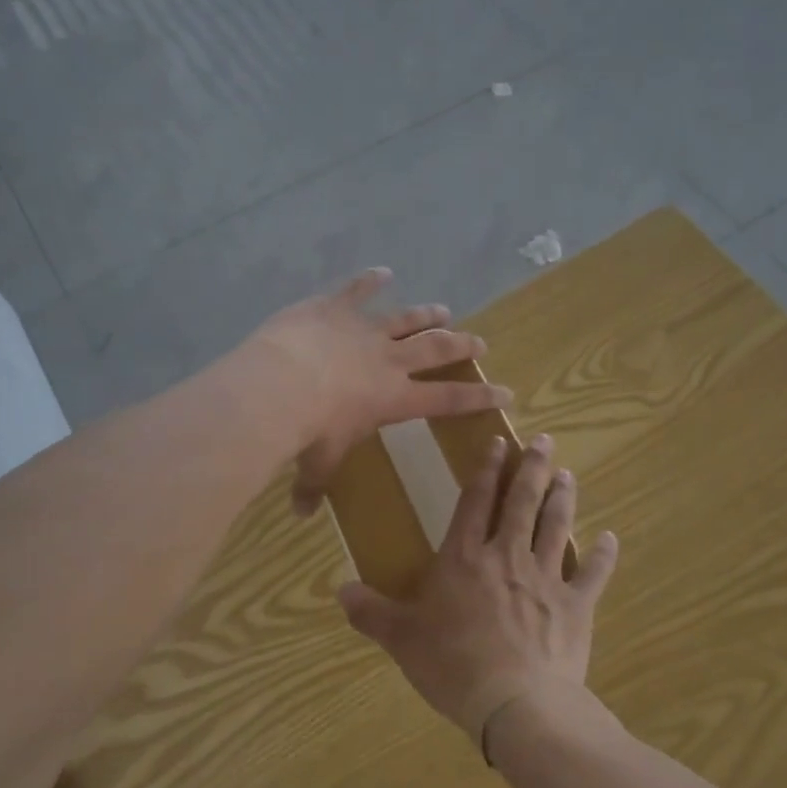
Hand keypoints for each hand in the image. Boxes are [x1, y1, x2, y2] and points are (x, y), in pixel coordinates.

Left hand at [249, 268, 511, 515]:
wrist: (279, 385)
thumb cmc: (308, 431)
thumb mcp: (316, 464)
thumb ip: (312, 487)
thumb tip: (301, 516)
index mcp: (394, 398)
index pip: (448, 400)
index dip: (479, 397)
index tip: (506, 392)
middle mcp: (388, 360)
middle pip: (435, 349)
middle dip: (461, 345)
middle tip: (480, 341)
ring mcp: (363, 329)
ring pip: (404, 319)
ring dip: (426, 314)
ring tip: (444, 309)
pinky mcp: (334, 308)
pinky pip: (356, 290)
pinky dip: (370, 280)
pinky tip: (382, 271)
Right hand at [338, 433, 618, 755]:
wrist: (515, 703)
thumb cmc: (452, 665)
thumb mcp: (401, 639)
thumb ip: (371, 611)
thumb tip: (339, 589)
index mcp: (464, 558)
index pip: (475, 501)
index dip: (486, 469)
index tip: (498, 442)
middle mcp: (506, 556)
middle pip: (522, 502)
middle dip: (532, 468)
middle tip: (545, 442)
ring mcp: (545, 578)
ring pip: (556, 526)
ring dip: (562, 498)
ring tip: (568, 475)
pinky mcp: (575, 606)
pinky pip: (592, 574)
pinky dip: (602, 555)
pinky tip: (609, 538)